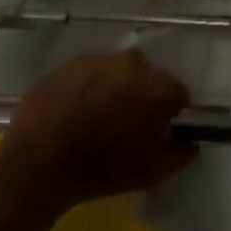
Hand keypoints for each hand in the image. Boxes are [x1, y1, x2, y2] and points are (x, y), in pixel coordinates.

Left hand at [0, 50, 195, 218]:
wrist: (39, 162)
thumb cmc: (102, 168)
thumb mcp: (151, 172)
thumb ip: (181, 154)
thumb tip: (190, 143)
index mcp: (157, 85)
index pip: (178, 93)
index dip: (171, 114)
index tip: (158, 132)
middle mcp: (132, 62)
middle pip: (149, 77)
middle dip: (144, 96)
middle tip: (128, 125)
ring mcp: (99, 58)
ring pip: (118, 72)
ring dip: (116, 89)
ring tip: (99, 118)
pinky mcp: (70, 62)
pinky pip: (90, 73)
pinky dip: (89, 87)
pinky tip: (76, 112)